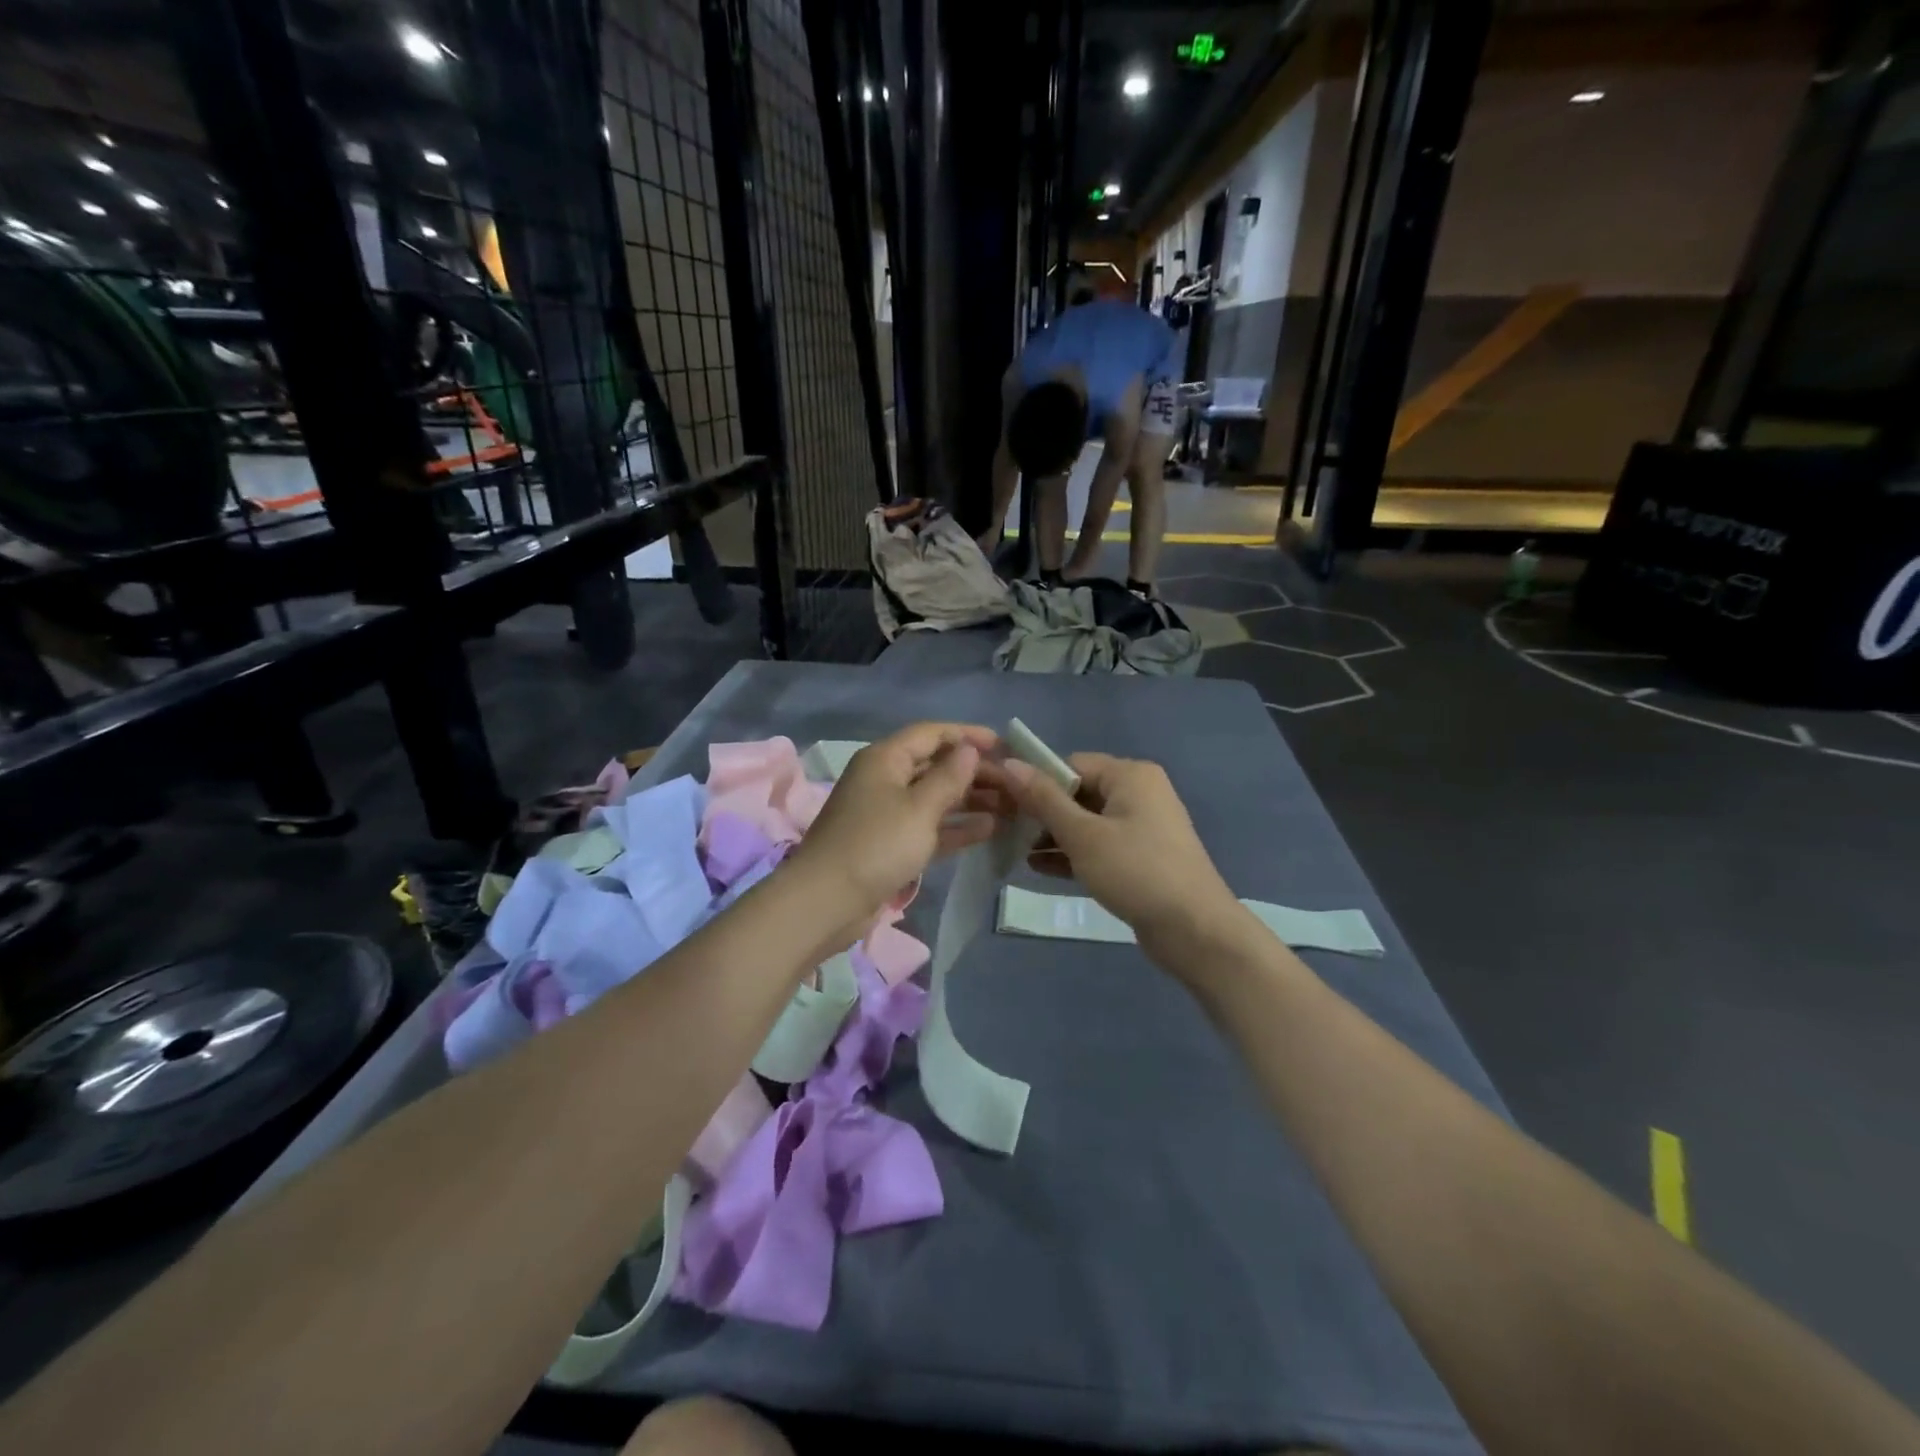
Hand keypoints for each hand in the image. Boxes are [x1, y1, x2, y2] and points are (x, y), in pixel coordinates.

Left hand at [788, 722, 1001, 920]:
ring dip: (970, 799)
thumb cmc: (876, 845)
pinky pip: (930, 826)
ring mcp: (887, 813)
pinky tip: (990, 829)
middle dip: (974, 772)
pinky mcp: (890, 844)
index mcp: (885, 759)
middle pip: (935, 765)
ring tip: (1011, 806)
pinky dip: (956, 827)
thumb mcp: (919, 808)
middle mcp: (885, 779)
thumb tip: (969, 749)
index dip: (967, 735)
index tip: (1004, 745)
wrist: (827, 902)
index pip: (931, 734)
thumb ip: (949, 777)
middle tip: (1014, 783)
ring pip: (935, 798)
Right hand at [994, 752, 1239, 955]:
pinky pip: (1099, 845)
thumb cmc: (1136, 871)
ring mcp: (1143, 827)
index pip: (1072, 764)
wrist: (1195, 930)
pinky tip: (1039, 868)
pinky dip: (1073, 853)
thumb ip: (1044, 799)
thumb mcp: (1083, 834)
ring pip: (1087, 822)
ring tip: (1017, 852)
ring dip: (1054, 835)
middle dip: (1043, 812)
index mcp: (1130, 775)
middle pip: (1079, 792)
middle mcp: (1139, 793)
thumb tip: (1010, 763)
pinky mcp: (1141, 857)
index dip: (1037, 781)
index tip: (1005, 803)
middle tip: (1006, 830)